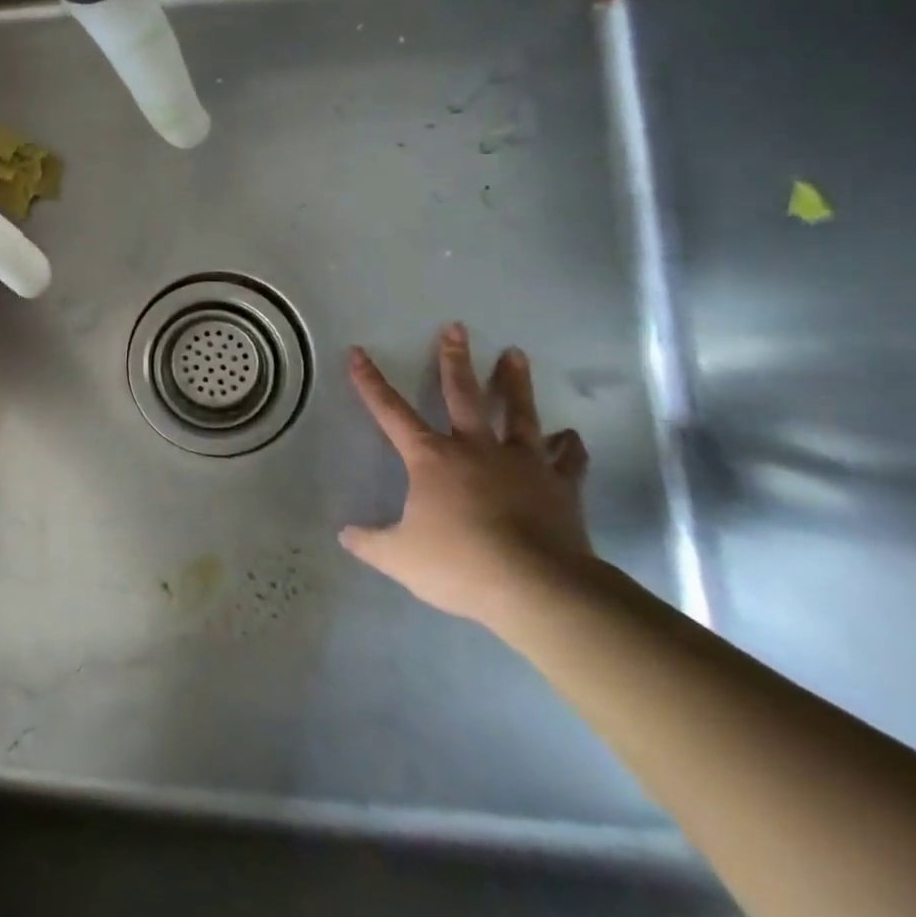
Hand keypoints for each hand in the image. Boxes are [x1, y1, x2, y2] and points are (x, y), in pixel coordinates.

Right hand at [339, 324, 595, 630]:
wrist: (538, 588)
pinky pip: (566, 459)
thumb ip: (370, 543)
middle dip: (454, 360)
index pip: (390, 411)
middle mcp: (475, 449)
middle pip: (462, 394)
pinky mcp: (559, 486)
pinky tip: (570, 436)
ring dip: (515, 383)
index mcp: (431, 458)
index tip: (357, 353)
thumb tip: (345, 534)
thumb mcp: (399, 557)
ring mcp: (522, 464)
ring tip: (516, 354)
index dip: (370, 382)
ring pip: (518, 413)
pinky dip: (568, 446)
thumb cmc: (460, 565)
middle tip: (455, 328)